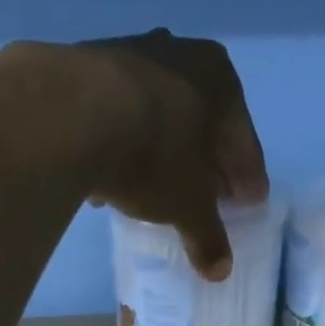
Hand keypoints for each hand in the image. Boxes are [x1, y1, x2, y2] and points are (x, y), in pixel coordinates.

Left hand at [68, 29, 268, 280]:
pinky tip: (115, 180)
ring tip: (158, 193)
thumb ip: (207, 236)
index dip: (247, 177)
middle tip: (209, 199)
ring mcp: (131, 54)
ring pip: (158, 117)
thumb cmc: (155, 155)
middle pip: (202, 123)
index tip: (249, 202)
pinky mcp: (87, 68)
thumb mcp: (188, 205)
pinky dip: (124, 147)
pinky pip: (119, 118)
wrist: (75, 115)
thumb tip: (220, 271)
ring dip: (163, 154)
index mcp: (221, 79)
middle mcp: (181, 54)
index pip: (243, 140)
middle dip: (206, 164)